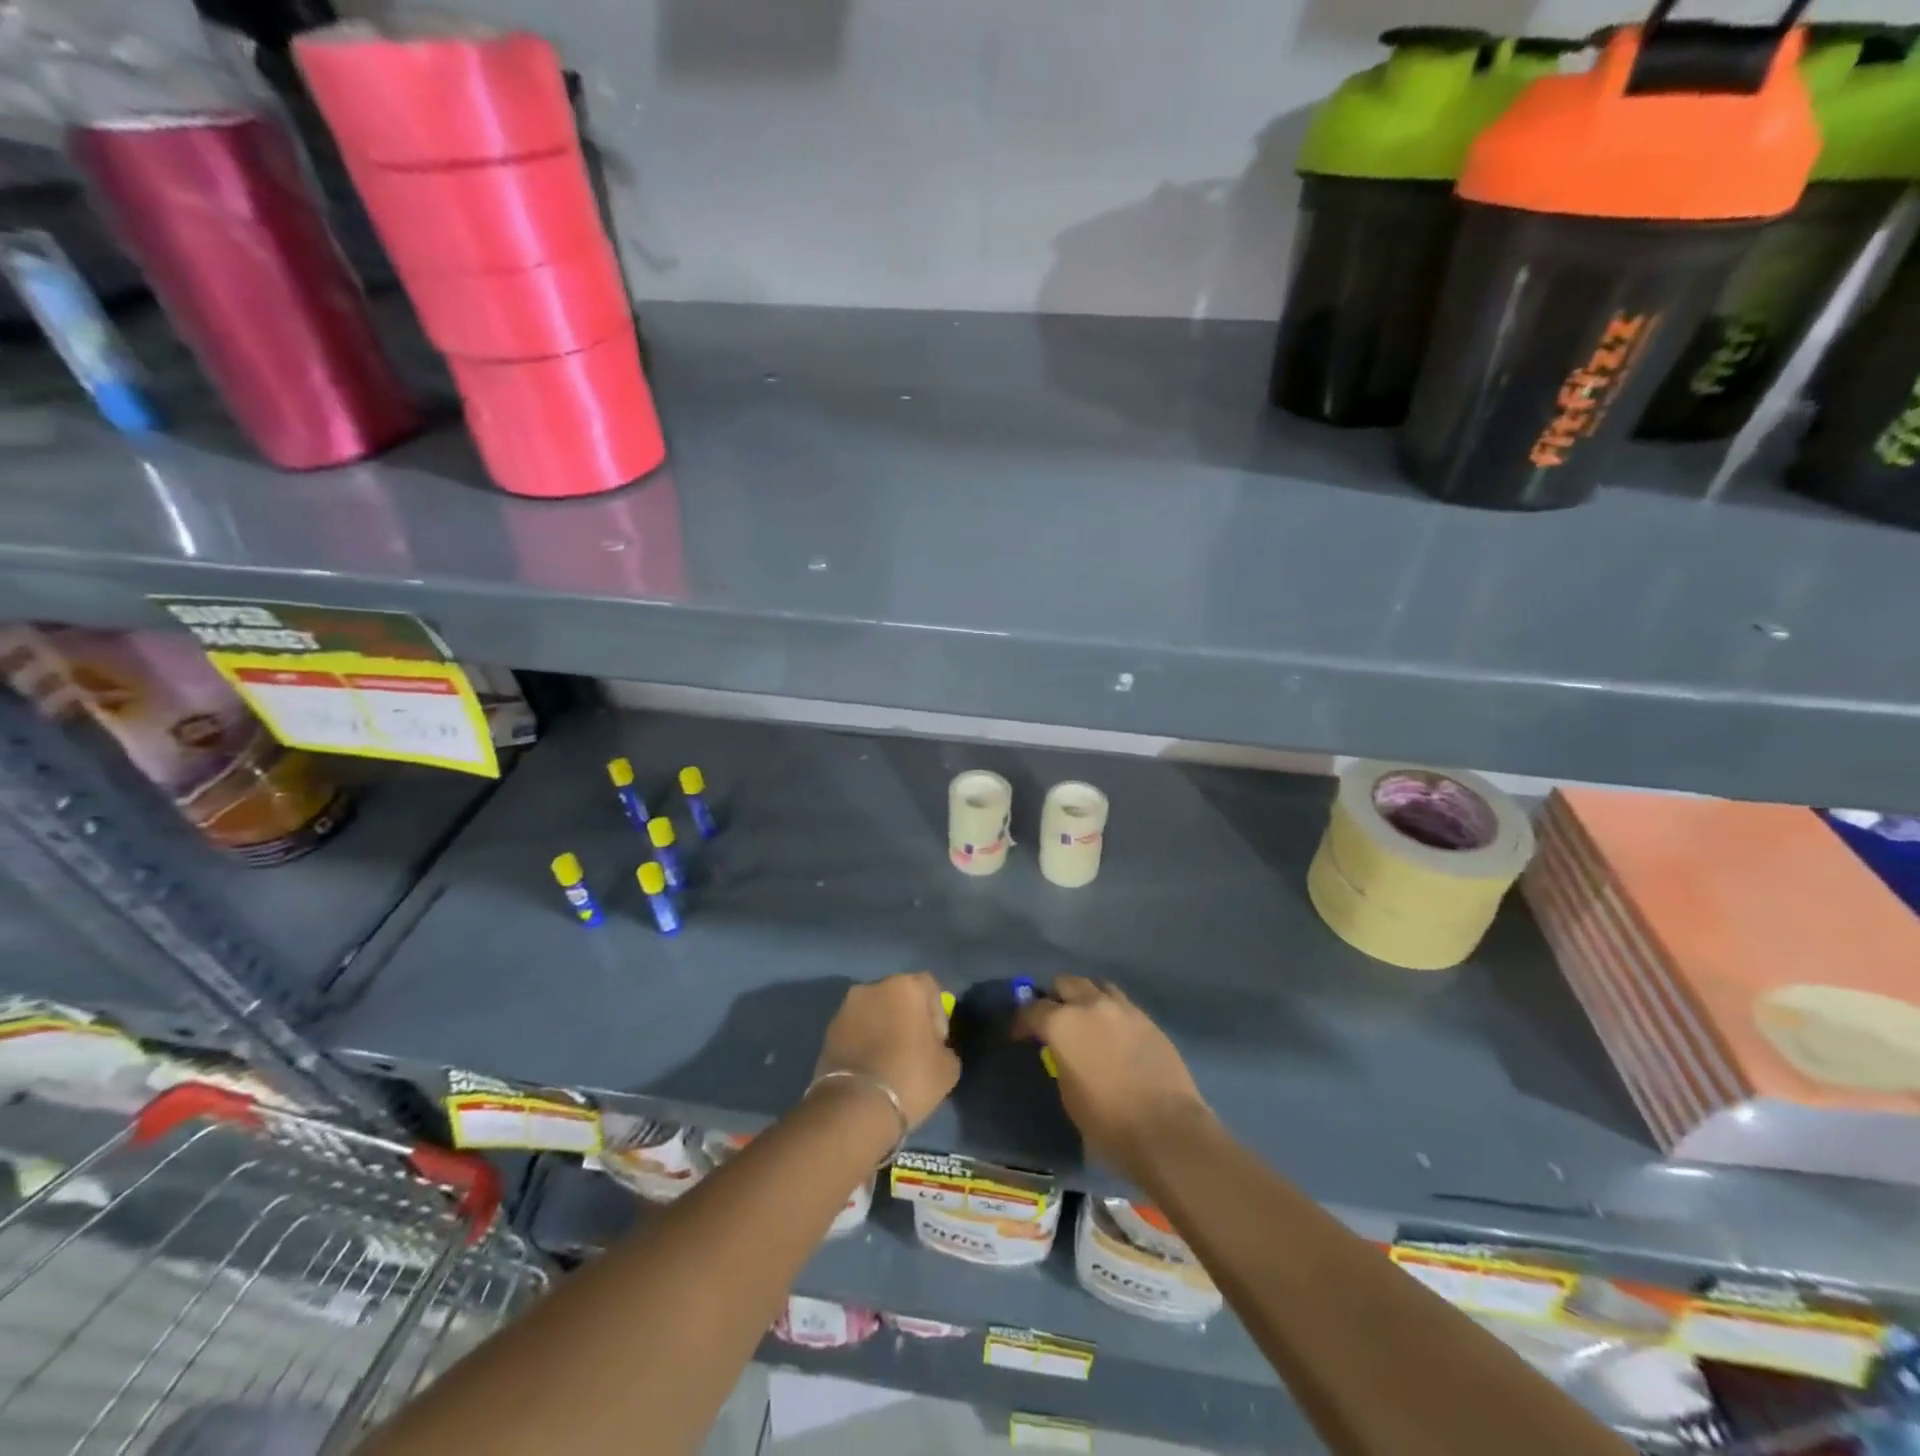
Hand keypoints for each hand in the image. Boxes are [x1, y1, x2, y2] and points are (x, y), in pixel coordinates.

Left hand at [814, 971, 959, 1130]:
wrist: (854, 1107)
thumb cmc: (910, 1077)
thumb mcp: (948, 1067)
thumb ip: (945, 1047)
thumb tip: (935, 1049)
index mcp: (905, 986)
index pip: (929, 988)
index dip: (937, 1014)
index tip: (937, 1043)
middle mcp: (873, 987)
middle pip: (899, 996)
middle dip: (908, 1018)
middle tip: (915, 1050)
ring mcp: (846, 1008)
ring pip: (875, 1012)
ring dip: (884, 1029)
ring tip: (890, 1062)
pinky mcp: (828, 1031)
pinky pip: (855, 1030)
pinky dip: (864, 1042)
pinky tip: (871, 1069)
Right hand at [1014, 975, 1209, 1185]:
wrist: (1167, 1129)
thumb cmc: (1108, 1121)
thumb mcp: (1069, 1094)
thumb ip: (1061, 1060)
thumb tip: (1063, 1052)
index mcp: (1063, 1023)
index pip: (1032, 1010)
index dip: (1021, 1022)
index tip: (1018, 1034)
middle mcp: (1091, 1005)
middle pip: (1066, 983)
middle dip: (1055, 997)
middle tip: (1053, 1020)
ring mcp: (1123, 1008)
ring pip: (1096, 986)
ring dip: (1085, 997)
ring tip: (1084, 1019)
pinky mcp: (1147, 1019)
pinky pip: (1121, 1003)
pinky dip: (1110, 1010)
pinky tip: (1112, 1031)